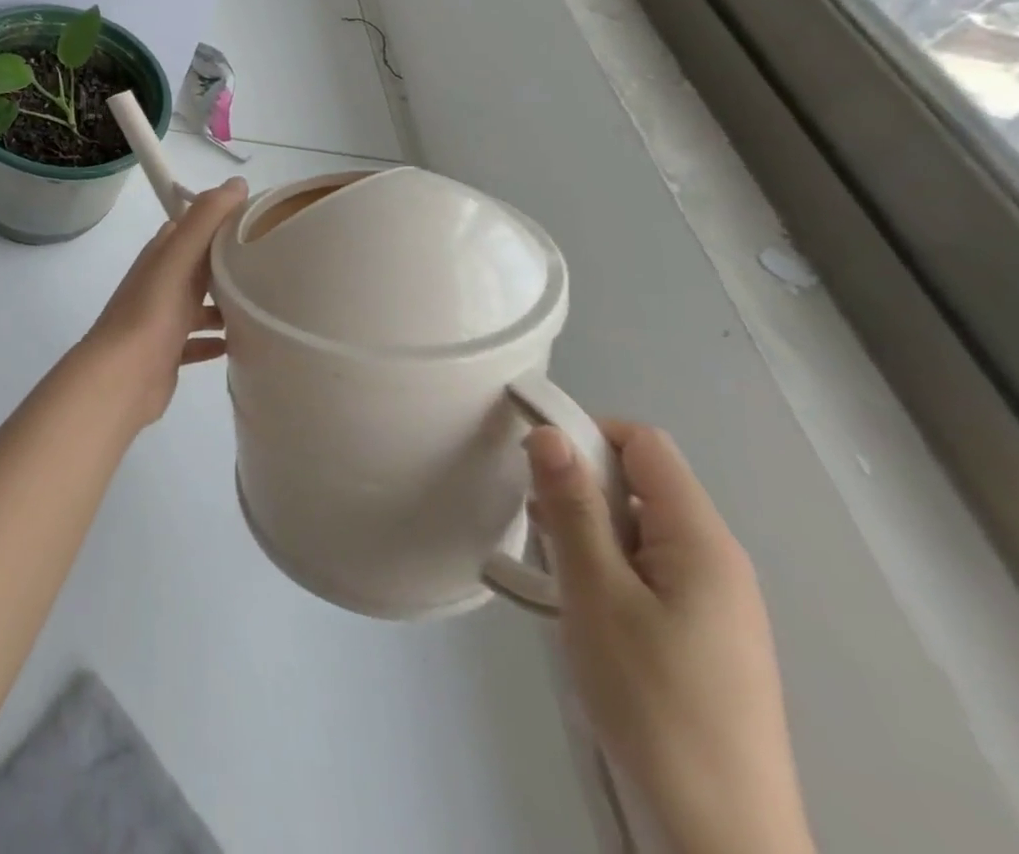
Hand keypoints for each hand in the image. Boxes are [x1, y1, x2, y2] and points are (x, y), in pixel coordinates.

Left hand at [72, 178, 248, 427]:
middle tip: (272, 262)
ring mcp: (162, 320)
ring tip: (264, 303)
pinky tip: (241, 344)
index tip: (259, 219)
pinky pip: (196, 341)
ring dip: (225, 302)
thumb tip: (237, 183)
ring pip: (198, 303)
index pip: (192, 226)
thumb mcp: (178, 258)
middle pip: (198, 264)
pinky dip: (216, 340)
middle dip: (228, 260)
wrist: (121, 377)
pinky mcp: (167, 353)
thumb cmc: (151, 313)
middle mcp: (160, 283)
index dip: (221, 218)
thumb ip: (205, 219)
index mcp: (161, 256)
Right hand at [526, 422, 814, 853]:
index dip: (586, 434)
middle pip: (640, 483)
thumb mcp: (597, 592)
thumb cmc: (652, 698)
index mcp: (702, 541)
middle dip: (580, 485)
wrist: (714, 829)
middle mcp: (715, 561)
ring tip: (546, 561)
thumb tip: (548, 431)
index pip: (645, 445)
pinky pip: (643, 568)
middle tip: (534, 518)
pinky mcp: (698, 633)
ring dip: (585, 528)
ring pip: (636, 528)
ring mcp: (710, 601)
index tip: (530, 456)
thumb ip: (573, 507)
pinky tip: (571, 598)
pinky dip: (601, 563)